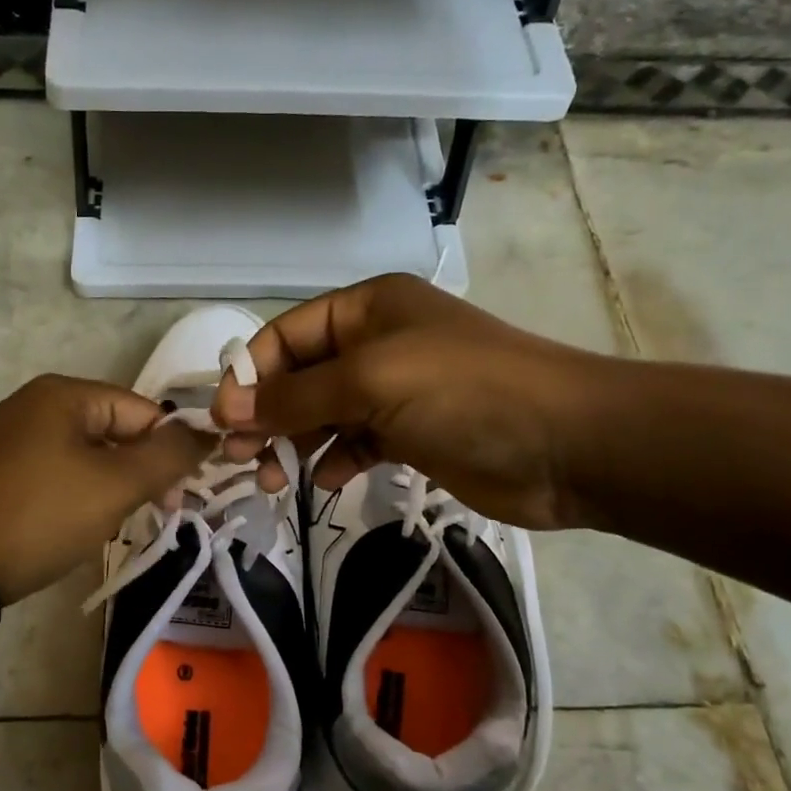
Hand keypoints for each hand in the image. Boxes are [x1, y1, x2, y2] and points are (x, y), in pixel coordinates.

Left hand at [0, 375, 212, 605]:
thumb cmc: (39, 515)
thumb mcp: (115, 485)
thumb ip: (168, 456)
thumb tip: (207, 433)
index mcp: (65, 394)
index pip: (144, 411)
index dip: (170, 450)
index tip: (182, 497)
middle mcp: (38, 406)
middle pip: (117, 433)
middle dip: (141, 474)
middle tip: (156, 516)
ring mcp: (16, 440)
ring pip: (91, 460)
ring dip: (113, 491)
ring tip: (114, 527)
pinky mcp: (4, 474)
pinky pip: (61, 478)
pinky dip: (81, 500)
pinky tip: (82, 531)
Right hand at [211, 274, 606, 530]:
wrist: (566, 445)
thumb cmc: (464, 393)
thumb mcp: (371, 381)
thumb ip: (296, 396)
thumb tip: (229, 410)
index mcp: (368, 309)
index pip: (287, 335)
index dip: (251, 376)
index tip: (224, 421)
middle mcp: (379, 343)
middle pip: (302, 376)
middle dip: (269, 415)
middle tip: (242, 457)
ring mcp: (397, 391)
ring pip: (325, 414)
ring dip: (295, 442)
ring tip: (274, 478)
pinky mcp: (413, 434)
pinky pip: (356, 443)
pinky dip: (336, 460)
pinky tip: (325, 481)